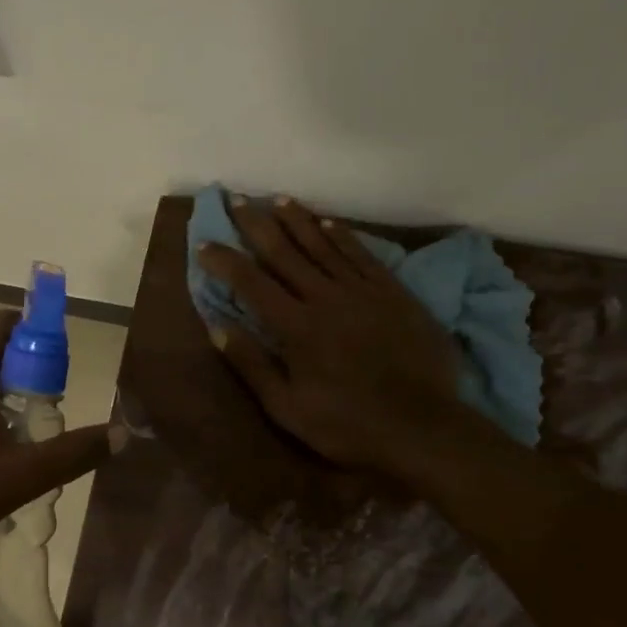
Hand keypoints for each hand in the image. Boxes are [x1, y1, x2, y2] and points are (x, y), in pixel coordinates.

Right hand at [199, 195, 463, 477]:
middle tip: (238, 200)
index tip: (204, 244)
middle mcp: (326, 298)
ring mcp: (363, 292)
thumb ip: (251, 364)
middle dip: (257, 225)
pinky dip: (344, 236)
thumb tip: (216, 327)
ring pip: (324, 245)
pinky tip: (329, 222)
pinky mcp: (394, 293)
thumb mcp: (286, 407)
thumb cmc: (347, 424)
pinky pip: (363, 256)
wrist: (422, 426)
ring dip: (298, 220)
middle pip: (285, 252)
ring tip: (278, 199)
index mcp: (296, 326)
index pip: (251, 283)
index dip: (225, 261)